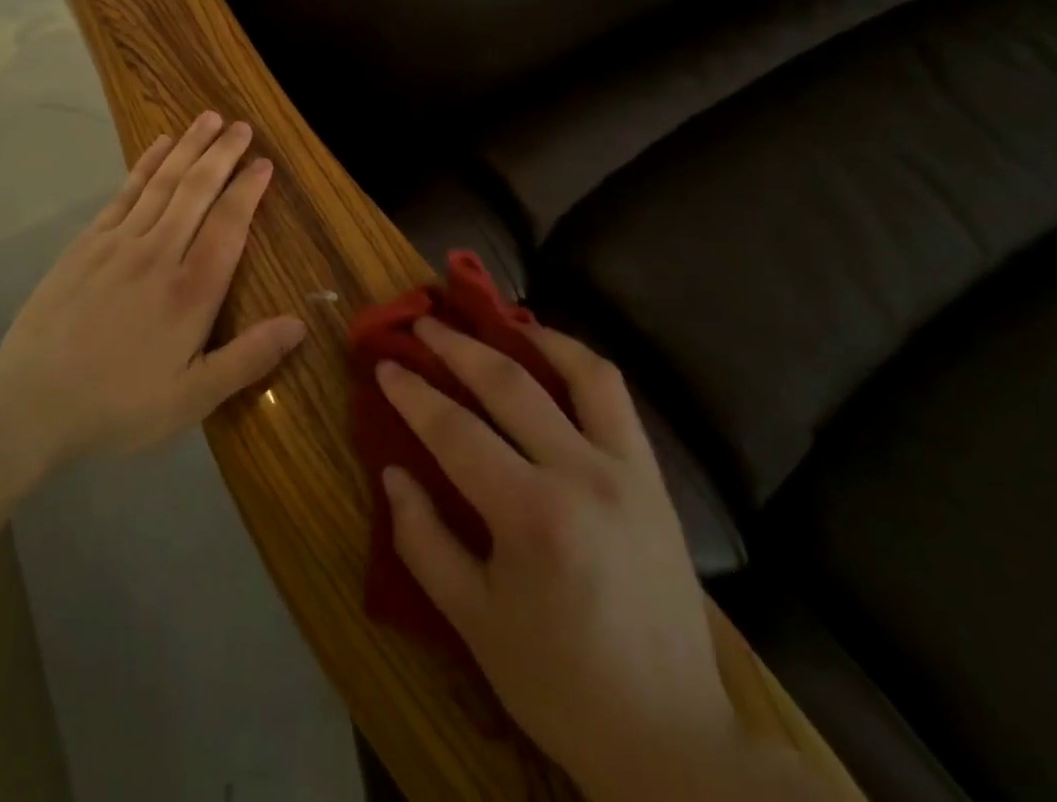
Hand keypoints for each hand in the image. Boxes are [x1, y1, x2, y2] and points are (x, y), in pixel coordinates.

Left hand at [0, 111, 305, 461]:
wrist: (32, 401)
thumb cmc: (120, 404)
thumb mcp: (193, 398)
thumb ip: (247, 359)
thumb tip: (299, 324)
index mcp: (192, 290)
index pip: (229, 224)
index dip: (249, 189)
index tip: (264, 162)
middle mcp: (159, 253)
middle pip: (198, 191)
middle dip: (223, 154)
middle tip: (242, 125)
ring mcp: (119, 243)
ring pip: (163, 182)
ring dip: (189, 147)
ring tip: (208, 118)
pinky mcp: (87, 243)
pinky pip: (124, 193)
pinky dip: (145, 165)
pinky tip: (159, 146)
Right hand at [376, 321, 760, 799]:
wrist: (671, 739)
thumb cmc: (559, 684)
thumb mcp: (473, 622)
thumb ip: (422, 540)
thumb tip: (392, 472)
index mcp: (532, 516)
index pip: (454, 430)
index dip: (412, 393)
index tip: (384, 364)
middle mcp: (582, 474)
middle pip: (508, 383)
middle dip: (455, 346)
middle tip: (422, 323)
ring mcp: (626, 469)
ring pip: (576, 370)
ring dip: (525, 335)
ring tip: (490, 318)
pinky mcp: (653, 476)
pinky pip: (614, 396)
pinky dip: (575, 360)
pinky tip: (548, 352)